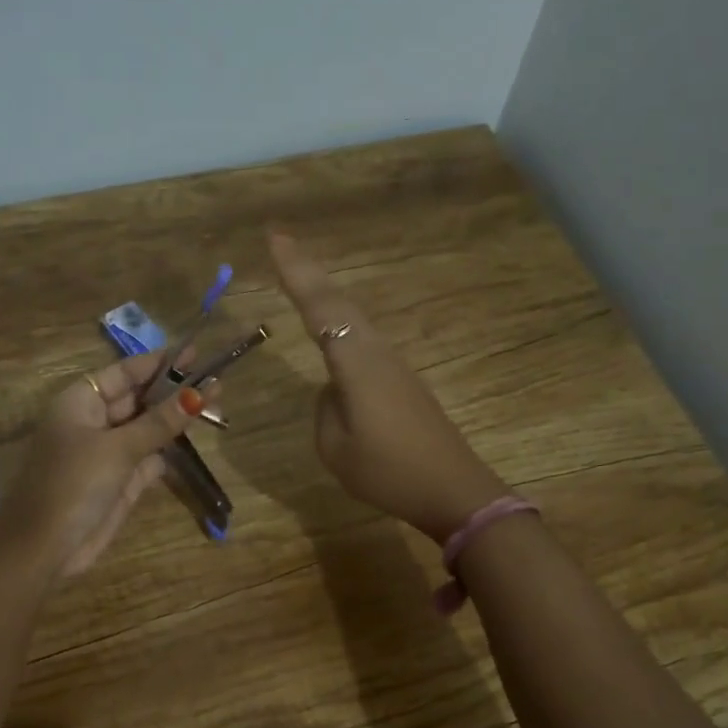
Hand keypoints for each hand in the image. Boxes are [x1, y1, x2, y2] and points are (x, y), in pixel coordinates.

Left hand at [9, 350, 207, 577]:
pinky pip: (148, 460)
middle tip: (216, 382)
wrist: (46, 546)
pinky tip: (193, 441)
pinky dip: (167, 452)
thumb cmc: (74, 484)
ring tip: (216, 408)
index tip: (194, 355)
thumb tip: (198, 394)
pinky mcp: (119, 482)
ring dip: (175, 422)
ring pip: (147, 430)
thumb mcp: (118, 448)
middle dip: (173, 392)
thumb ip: (160, 422)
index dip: (159, 363)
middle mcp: (93, 422)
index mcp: (81, 402)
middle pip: (139, 400)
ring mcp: (107, 454)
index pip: (124, 373)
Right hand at [270, 232, 510, 541]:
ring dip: (326, 296)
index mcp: (356, 364)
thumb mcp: (337, 450)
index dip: (296, 272)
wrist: (453, 489)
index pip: (320, 308)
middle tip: (281, 243)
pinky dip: (342, 324)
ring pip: (354, 318)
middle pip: (340, 302)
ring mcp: (394, 365)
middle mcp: (377, 352)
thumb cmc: (388, 472)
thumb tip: (333, 391)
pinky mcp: (403, 381)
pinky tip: (334, 330)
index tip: (275, 238)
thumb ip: (326, 411)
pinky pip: (364, 341)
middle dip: (309, 272)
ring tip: (300, 278)